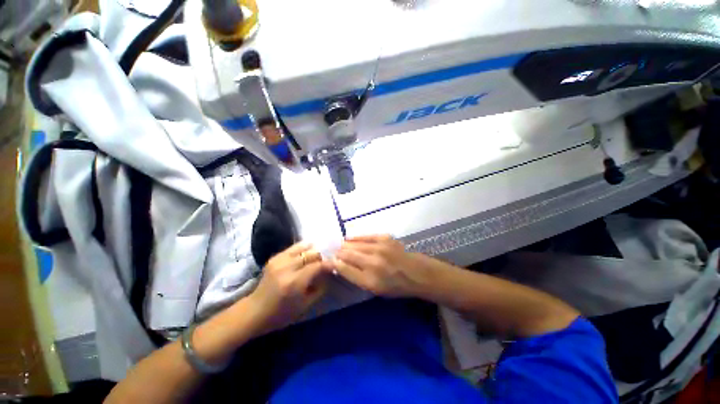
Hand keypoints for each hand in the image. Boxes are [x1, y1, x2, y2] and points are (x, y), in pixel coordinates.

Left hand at [248, 242, 329, 333]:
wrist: (255, 311)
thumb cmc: (281, 313)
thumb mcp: (305, 305)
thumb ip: (320, 288)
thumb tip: (329, 274)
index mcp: (294, 282)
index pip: (317, 266)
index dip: (328, 264)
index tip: (335, 264)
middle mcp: (287, 268)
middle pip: (311, 254)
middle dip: (322, 256)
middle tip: (327, 260)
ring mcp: (279, 261)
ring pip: (303, 247)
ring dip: (313, 250)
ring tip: (319, 254)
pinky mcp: (274, 258)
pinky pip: (293, 247)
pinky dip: (303, 247)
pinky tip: (308, 251)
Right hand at [332, 235, 433, 297]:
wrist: (417, 273)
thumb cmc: (396, 286)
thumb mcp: (375, 290)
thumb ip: (356, 277)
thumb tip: (340, 265)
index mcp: (370, 281)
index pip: (344, 269)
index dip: (333, 264)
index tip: (327, 261)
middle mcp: (373, 263)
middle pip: (347, 254)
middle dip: (337, 253)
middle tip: (332, 252)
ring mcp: (380, 248)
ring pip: (354, 244)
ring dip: (344, 245)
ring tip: (339, 246)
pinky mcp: (385, 238)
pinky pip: (365, 236)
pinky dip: (355, 238)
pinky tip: (349, 238)